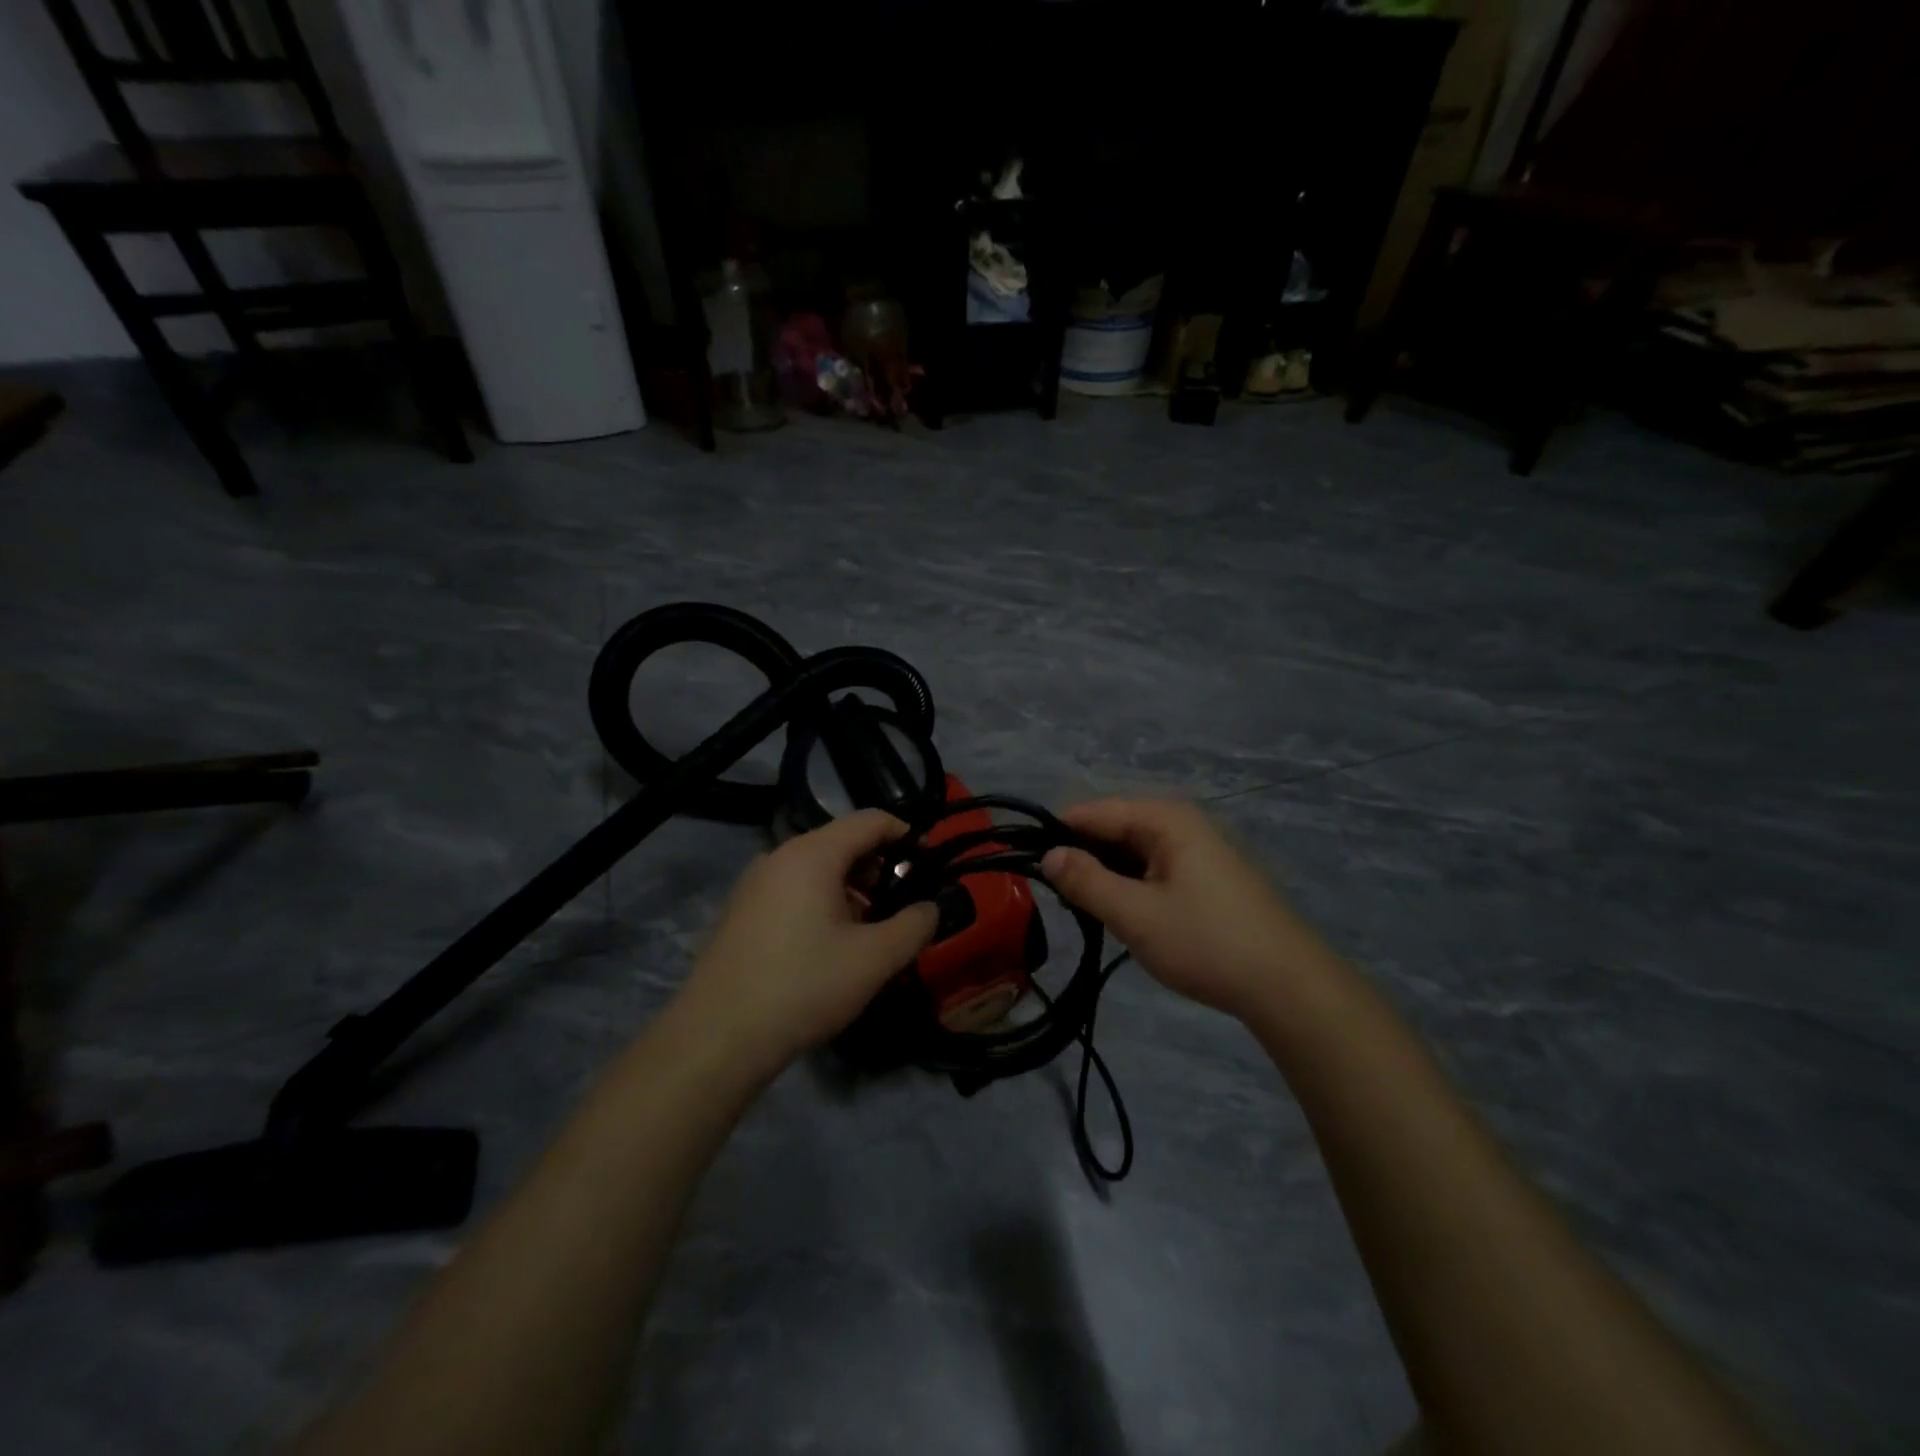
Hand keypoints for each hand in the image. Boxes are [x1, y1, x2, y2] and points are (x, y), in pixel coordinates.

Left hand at [677, 810, 938, 1075]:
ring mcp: (754, 883)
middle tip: (903, 904)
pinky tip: (831, 945)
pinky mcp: (741, 911)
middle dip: (880, 867)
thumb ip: (914, 926)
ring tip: (871, 930)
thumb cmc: (804, 986)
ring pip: (817, 868)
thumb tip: (931, 908)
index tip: (930, 864)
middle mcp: (779, 856)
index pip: (870, 820)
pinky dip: (822, 902)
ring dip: (852, 888)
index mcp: (812, 854)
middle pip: (842, 842)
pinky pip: (793, 889)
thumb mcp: (874, 959)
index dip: (907, 835)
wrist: (717, 1037)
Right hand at [1040, 798, 1329, 1019]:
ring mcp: (1198, 849)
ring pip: (1133, 851)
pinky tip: (1125, 916)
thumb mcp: (1136, 914)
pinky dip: (1132, 887)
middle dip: (1083, 858)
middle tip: (1061, 899)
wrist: (1289, 986)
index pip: (1093, 811)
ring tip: (1089, 911)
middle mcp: (1181, 823)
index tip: (1029, 866)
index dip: (1057, 835)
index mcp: (1165, 818)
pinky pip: (1154, 868)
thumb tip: (1049, 854)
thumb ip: (1086, 881)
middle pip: (1113, 828)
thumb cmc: (1207, 943)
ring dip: (1107, 876)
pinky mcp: (1207, 877)